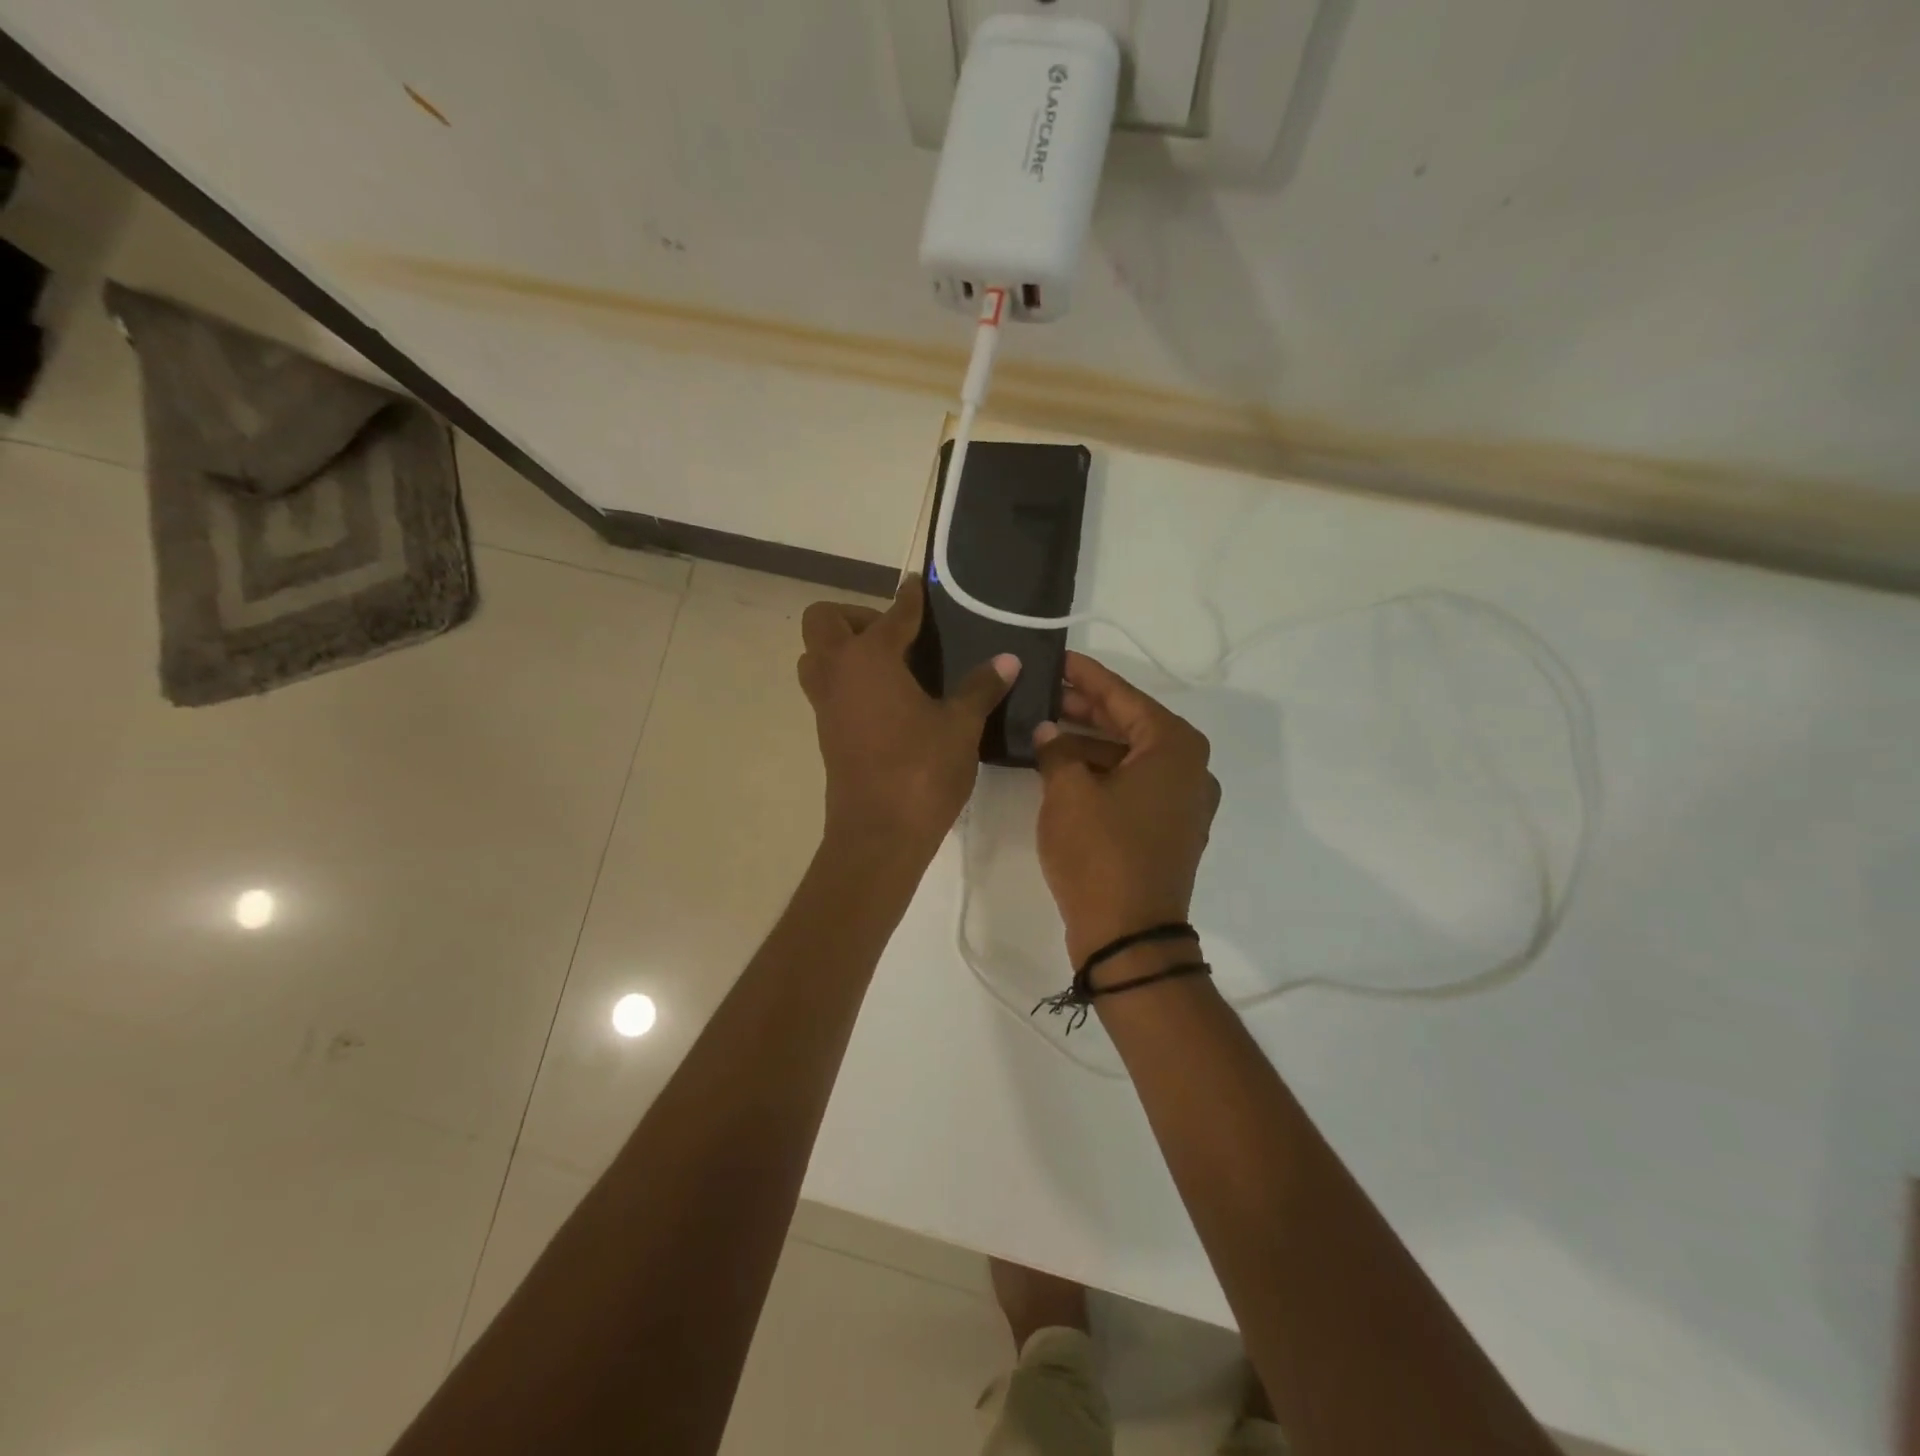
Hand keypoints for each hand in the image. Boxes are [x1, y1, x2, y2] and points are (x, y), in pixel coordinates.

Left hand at [797, 577, 1018, 856]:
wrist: (879, 835)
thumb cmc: (921, 771)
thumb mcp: (961, 726)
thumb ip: (981, 687)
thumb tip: (1008, 659)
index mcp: (869, 658)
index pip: (893, 615)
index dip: (910, 600)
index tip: (919, 589)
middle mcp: (838, 672)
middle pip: (824, 622)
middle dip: (856, 617)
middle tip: (897, 637)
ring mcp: (826, 705)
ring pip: (816, 657)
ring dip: (843, 650)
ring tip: (891, 667)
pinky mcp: (826, 733)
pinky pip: (827, 688)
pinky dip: (847, 680)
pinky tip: (888, 700)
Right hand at [1033, 652, 1218, 967]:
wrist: (1130, 937)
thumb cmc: (1100, 853)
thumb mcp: (1068, 792)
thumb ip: (1055, 750)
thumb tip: (1048, 732)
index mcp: (1174, 747)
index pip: (1124, 696)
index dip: (1086, 677)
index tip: (1058, 659)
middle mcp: (1189, 768)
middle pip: (1131, 724)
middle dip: (1086, 709)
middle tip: (1044, 693)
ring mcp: (1183, 803)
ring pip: (1131, 756)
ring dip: (1090, 743)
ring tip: (1044, 730)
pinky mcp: (1169, 830)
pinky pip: (1134, 785)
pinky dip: (1103, 773)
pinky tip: (1064, 768)